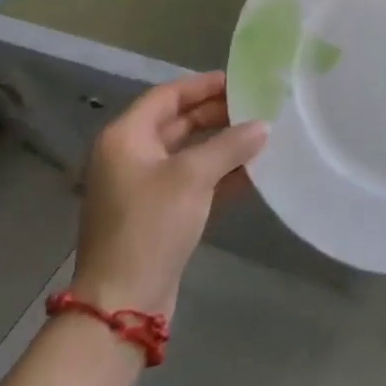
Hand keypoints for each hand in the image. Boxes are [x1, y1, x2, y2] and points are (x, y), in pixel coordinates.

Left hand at [71, 72, 267, 318]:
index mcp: (126, 138)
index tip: (241, 81)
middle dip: (217, 115)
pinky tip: (253, 172)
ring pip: (188, 154)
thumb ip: (230, 145)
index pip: (168, 95)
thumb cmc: (150, 226)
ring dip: (222, 146)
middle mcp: (130, 157)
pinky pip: (192, 183)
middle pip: (178, 123)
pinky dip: (219, 175)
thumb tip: (262, 126)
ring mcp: (142, 188)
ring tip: (261, 136)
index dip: (204, 85)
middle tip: (257, 107)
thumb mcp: (193, 177)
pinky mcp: (157, 216)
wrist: (122, 305)